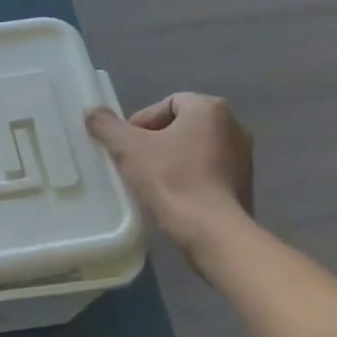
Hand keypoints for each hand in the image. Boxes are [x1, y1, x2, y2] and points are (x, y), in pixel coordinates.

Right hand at [86, 93, 253, 254]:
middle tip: (135, 163)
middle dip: (156, 142)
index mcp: (210, 108)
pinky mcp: (244, 185)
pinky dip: (190, 179)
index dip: (141, 122)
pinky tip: (173, 198)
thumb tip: (92, 111)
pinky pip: (209, 173)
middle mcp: (233, 126)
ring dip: (173, 161)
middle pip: (182, 126)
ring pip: (195, 150)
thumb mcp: (127, 148)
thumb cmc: (171, 180)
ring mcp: (243, 158)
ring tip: (151, 183)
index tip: (126, 147)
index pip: (167, 104)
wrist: (213, 232)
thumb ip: (106, 125)